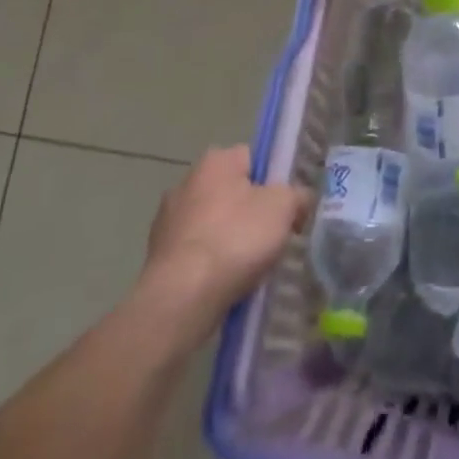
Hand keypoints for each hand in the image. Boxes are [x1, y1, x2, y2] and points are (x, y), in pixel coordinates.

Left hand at [137, 145, 310, 347]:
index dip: (273, 180)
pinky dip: (210, 265)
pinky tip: (225, 284)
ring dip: (229, 240)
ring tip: (250, 268)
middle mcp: (186, 182)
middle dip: (250, 212)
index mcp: (216, 161)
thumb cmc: (236, 239)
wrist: (181, 299)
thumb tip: (300, 200)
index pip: (253, 159)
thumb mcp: (284, 208)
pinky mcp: (157, 257)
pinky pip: (196, 254)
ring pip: (213, 225)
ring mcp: (167, 221)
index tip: (285, 207)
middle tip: (271, 238)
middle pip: (232, 192)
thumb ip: (298, 196)